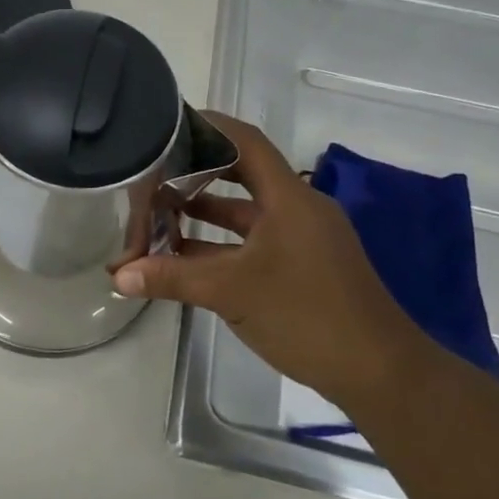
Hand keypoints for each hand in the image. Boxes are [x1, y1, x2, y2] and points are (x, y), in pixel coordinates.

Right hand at [112, 113, 420, 404]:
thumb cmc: (307, 315)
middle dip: (198, 171)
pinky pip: (255, 240)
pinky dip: (222, 242)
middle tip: (155, 169)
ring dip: (206, 211)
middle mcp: (298, 209)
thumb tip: (118, 276)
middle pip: (243, 174)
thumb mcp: (232, 292)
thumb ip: (172, 278)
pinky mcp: (304, 265)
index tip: (170, 123)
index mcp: (289, 198)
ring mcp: (303, 238)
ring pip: (247, 212)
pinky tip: (186, 254)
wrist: (380, 374)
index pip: (246, 142)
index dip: (209, 126)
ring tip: (159, 210)